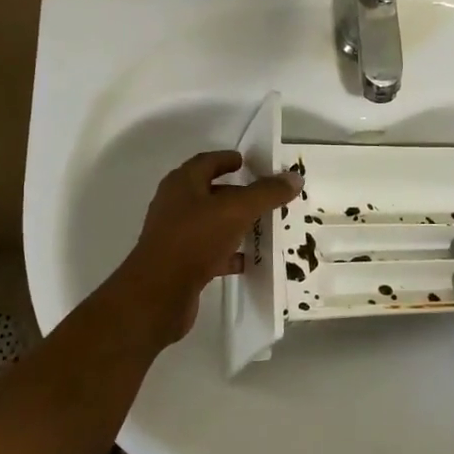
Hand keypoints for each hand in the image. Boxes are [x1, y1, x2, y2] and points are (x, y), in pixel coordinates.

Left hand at [114, 151, 300, 344]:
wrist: (158, 294)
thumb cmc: (194, 240)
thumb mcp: (236, 211)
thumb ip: (266, 193)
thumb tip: (294, 177)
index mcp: (182, 184)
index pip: (207, 162)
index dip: (227, 159)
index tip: (247, 162)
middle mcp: (175, 205)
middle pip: (209, 192)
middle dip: (236, 193)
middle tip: (265, 195)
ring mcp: (176, 236)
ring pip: (211, 223)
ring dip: (234, 223)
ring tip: (263, 226)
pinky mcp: (180, 263)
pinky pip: (210, 251)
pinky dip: (229, 253)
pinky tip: (248, 260)